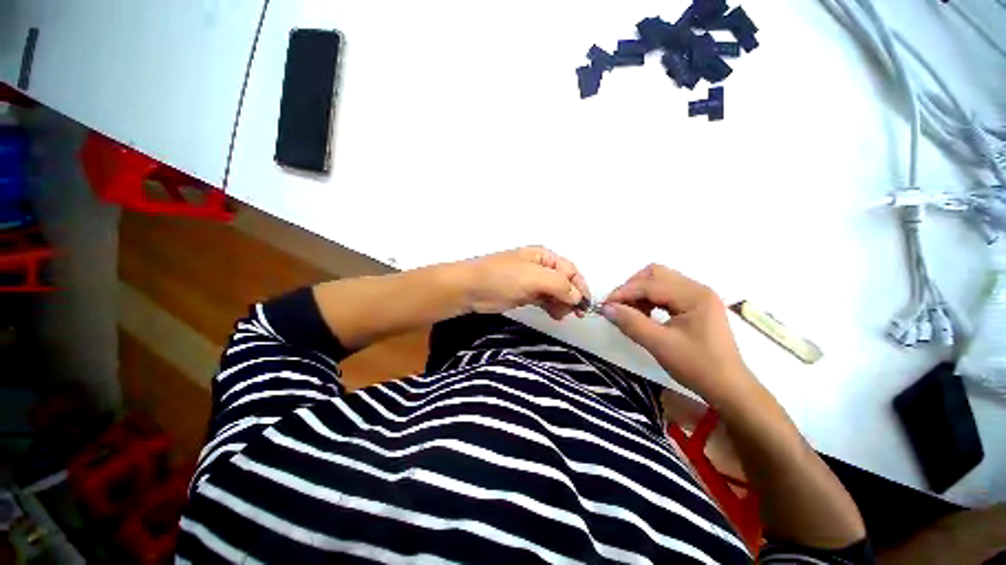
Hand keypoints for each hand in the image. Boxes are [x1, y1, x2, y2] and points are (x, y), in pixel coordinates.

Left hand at [457, 246, 589, 320]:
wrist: (470, 289)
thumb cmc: (501, 278)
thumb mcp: (532, 277)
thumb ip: (559, 285)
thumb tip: (577, 297)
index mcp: (543, 256)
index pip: (569, 270)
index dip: (580, 286)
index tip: (585, 304)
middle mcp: (540, 267)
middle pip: (564, 282)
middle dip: (571, 296)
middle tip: (574, 313)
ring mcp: (532, 282)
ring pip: (556, 292)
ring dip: (562, 303)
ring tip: (561, 315)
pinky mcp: (525, 295)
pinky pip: (545, 300)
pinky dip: (552, 307)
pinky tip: (555, 315)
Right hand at [602, 264, 756, 405]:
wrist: (728, 388)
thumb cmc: (697, 366)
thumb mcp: (660, 345)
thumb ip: (631, 323)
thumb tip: (606, 308)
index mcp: (694, 295)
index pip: (650, 284)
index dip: (624, 293)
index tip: (605, 306)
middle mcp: (697, 289)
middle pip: (655, 274)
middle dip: (632, 288)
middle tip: (618, 307)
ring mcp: (697, 296)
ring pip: (659, 282)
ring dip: (640, 293)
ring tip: (630, 312)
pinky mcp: (695, 305)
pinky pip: (666, 293)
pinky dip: (650, 300)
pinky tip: (644, 315)